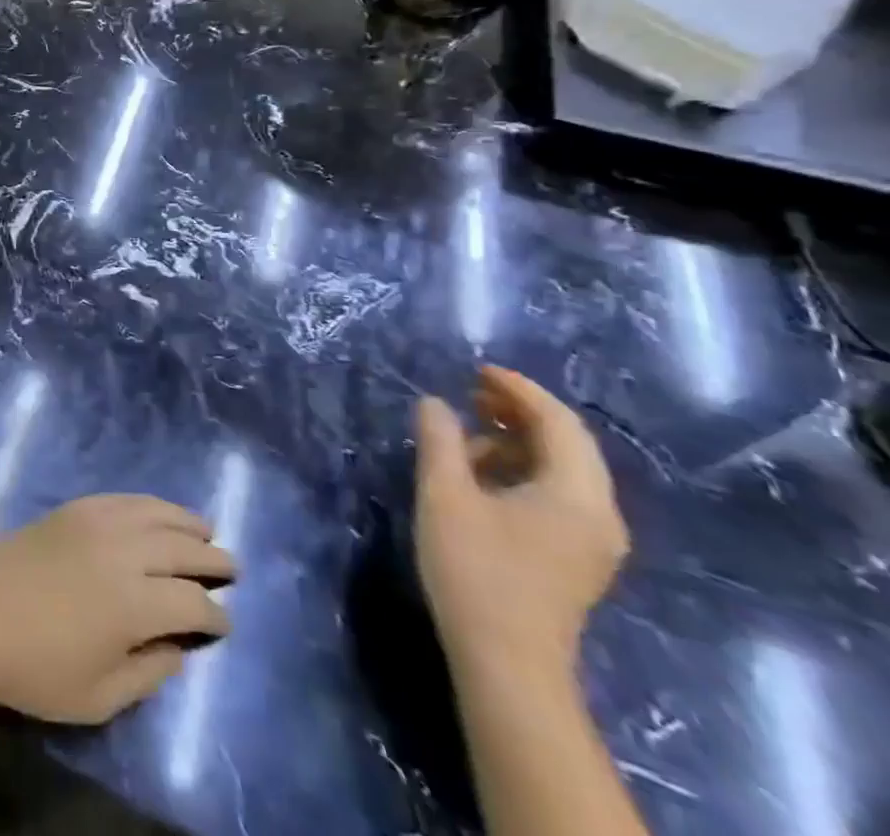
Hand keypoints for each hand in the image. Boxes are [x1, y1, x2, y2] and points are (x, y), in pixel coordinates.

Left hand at [0, 494, 233, 723]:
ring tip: (205, 529)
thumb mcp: (98, 697)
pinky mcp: (73, 509)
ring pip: (155, 513)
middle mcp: (123, 553)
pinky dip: (147, 503)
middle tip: (231, 568)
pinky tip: (156, 511)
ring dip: (185, 521)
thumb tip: (178, 649)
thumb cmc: (35, 668)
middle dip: (212, 559)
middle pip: (181, 549)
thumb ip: (147, 674)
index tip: (224, 624)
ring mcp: (96, 523)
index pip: (192, 604)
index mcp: (134, 604)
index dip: (214, 616)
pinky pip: (121, 499)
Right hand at [415, 367, 628, 677]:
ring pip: (563, 471)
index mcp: (577, 495)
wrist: (507, 663)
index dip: (519, 390)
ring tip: (467, 433)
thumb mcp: (445, 495)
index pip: (559, 423)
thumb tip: (435, 402)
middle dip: (520, 412)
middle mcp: (599, 514)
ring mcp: (593, 542)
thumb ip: (440, 441)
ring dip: (518, 442)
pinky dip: (523, 470)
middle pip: (569, 445)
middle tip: (471, 392)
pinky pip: (558, 495)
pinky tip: (482, 475)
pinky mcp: (576, 559)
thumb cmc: (476, 570)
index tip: (477, 369)